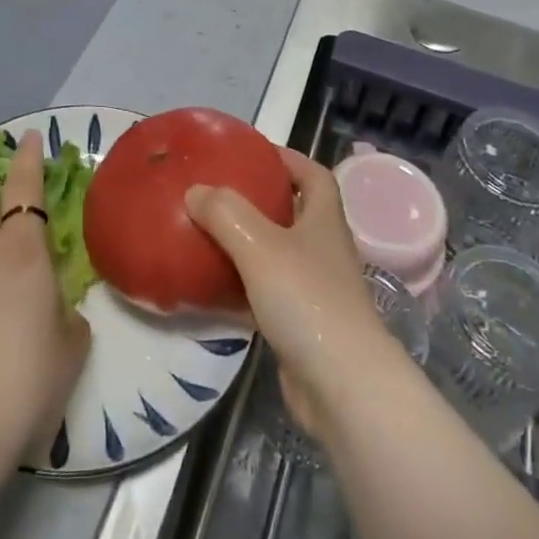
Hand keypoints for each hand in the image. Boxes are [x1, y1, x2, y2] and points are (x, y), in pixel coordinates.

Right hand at [185, 148, 409, 441]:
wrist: (342, 387)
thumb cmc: (307, 300)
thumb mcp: (260, 245)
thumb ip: (225, 213)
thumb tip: (195, 191)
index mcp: (324, 220)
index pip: (314, 175)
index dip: (288, 158)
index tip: (253, 152)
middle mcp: (324, 250)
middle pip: (294, 213)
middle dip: (259, 200)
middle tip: (218, 193)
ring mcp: (315, 290)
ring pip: (277, 255)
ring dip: (246, 244)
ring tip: (206, 234)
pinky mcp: (300, 326)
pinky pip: (265, 294)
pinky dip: (240, 287)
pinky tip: (209, 289)